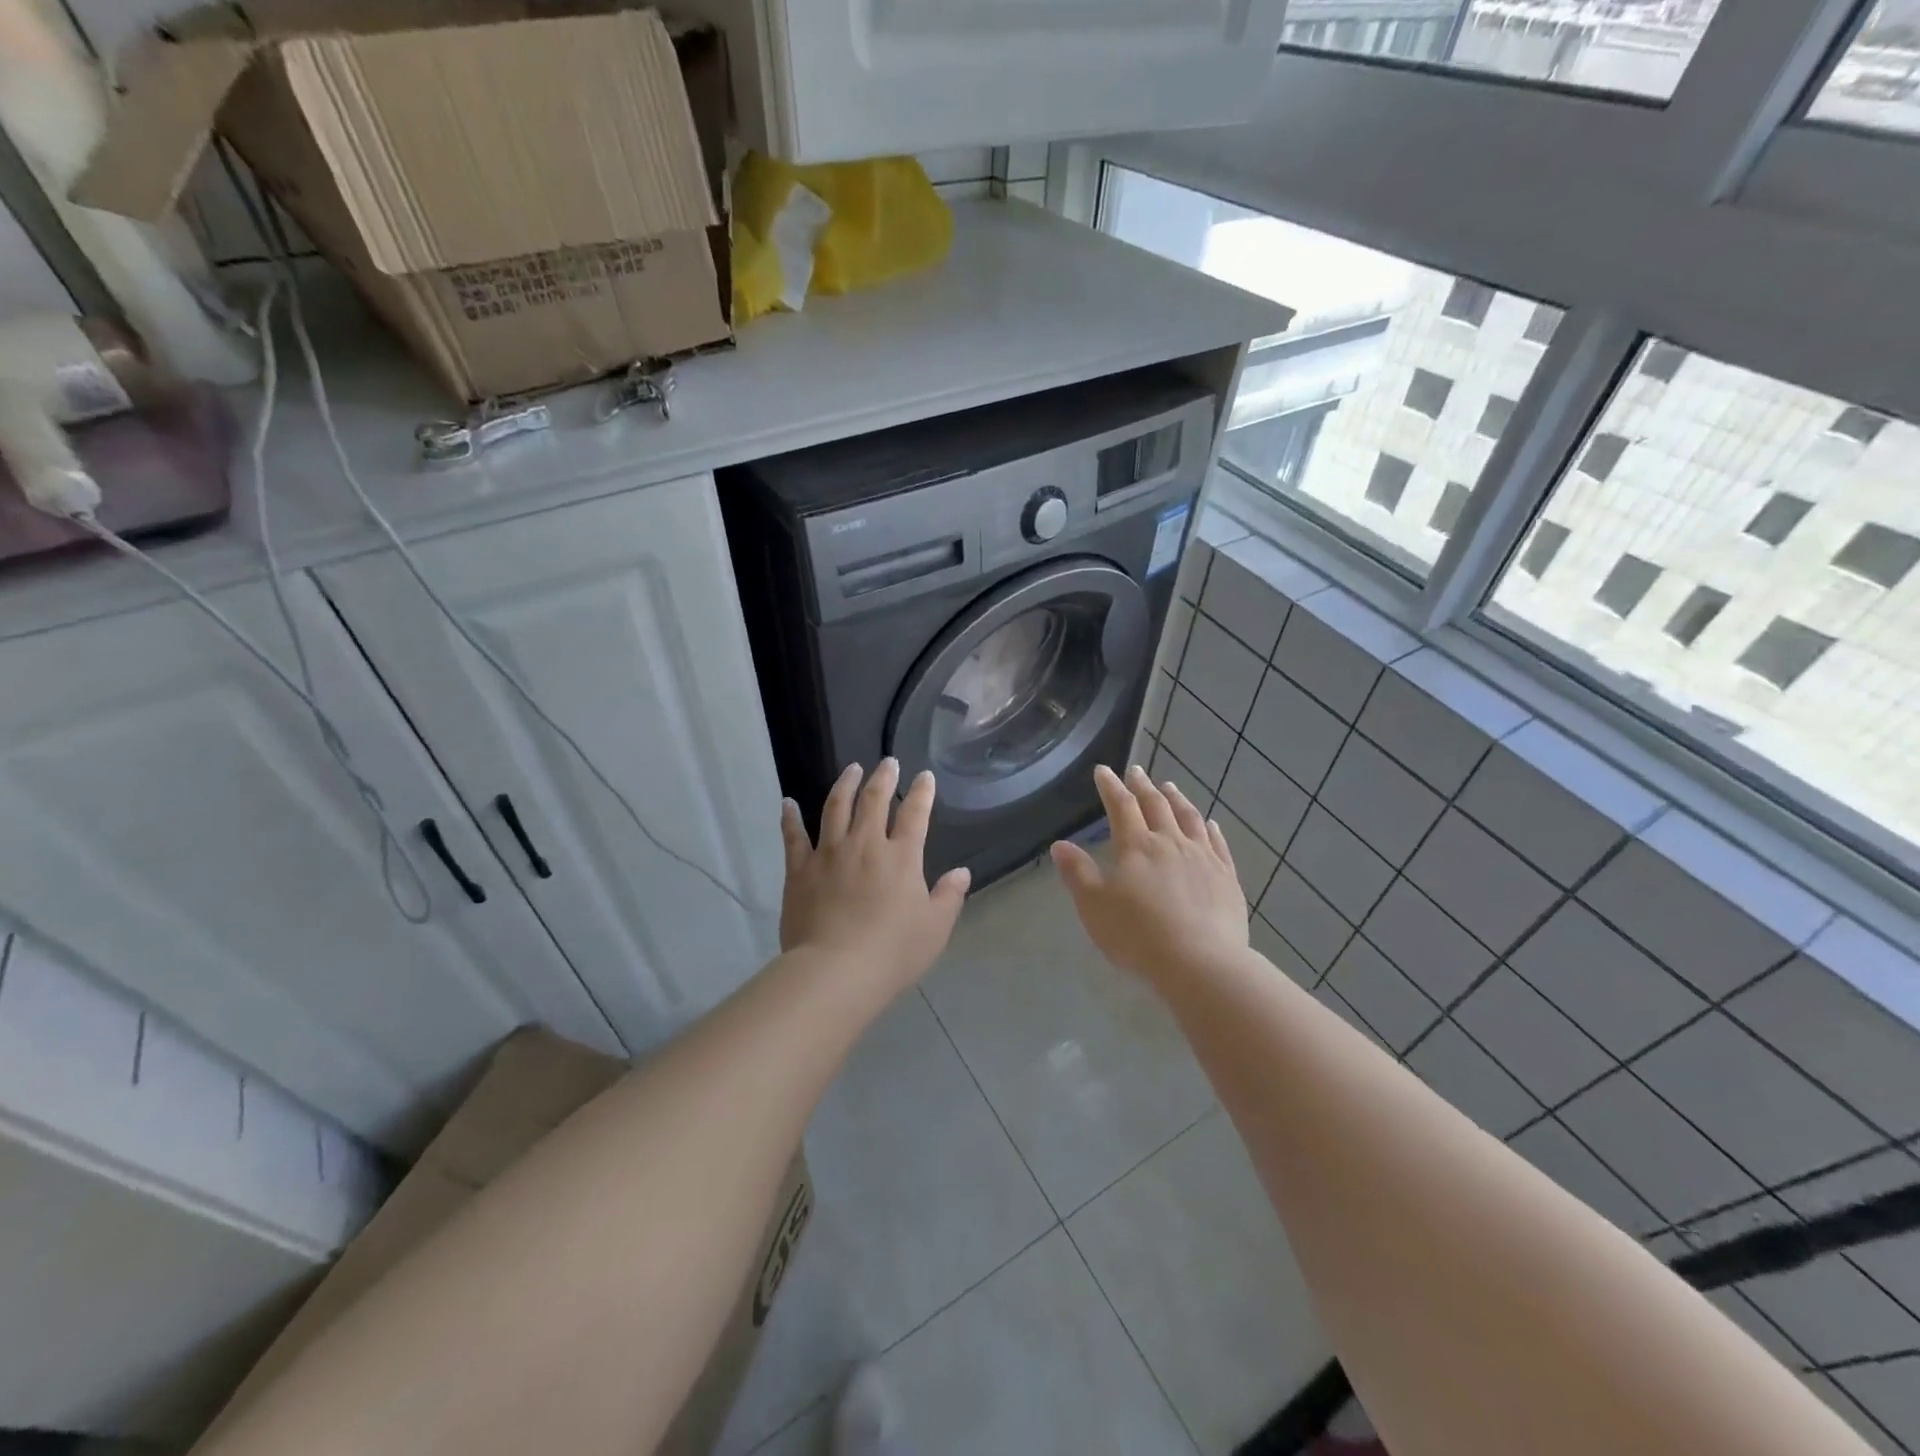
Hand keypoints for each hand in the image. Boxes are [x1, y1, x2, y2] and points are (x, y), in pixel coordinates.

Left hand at [779, 759, 971, 993]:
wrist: (836, 972)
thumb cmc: (893, 952)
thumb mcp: (935, 928)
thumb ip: (949, 896)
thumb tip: (961, 873)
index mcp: (901, 857)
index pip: (915, 814)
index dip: (921, 792)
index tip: (924, 776)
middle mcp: (865, 845)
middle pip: (873, 800)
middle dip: (883, 777)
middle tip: (887, 762)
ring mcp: (829, 854)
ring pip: (835, 808)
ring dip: (844, 785)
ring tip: (850, 769)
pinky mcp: (800, 870)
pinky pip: (793, 837)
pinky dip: (790, 818)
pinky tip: (787, 803)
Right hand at [1051, 764, 1247, 986]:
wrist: (1200, 963)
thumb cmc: (1138, 935)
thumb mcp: (1094, 907)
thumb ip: (1077, 873)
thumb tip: (1060, 845)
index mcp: (1136, 846)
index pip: (1121, 807)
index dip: (1110, 787)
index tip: (1103, 771)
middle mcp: (1171, 843)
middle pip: (1156, 806)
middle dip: (1143, 786)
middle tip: (1136, 771)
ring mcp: (1203, 858)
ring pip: (1189, 819)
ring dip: (1177, 799)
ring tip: (1170, 787)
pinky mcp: (1227, 878)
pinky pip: (1218, 844)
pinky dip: (1211, 829)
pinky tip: (1210, 823)